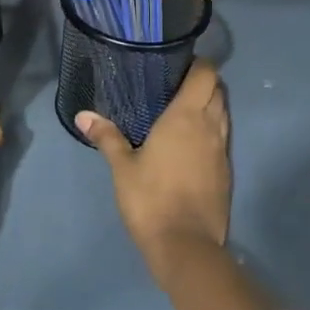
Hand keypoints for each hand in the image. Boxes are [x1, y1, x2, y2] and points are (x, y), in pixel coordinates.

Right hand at [76, 60, 230, 286]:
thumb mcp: (122, 167)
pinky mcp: (226, 172)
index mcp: (186, 117)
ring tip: (183, 110)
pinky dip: (212, 130)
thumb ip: (107, 137)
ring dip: (210, 106)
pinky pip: (223, 138)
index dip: (198, 64)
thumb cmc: (150, 199)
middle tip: (176, 86)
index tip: (180, 63)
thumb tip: (83, 115)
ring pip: (223, 114)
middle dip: (204, 83)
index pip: (206, 75)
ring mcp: (222, 150)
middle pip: (218, 91)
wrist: (185, 245)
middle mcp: (210, 127)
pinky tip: (191, 142)